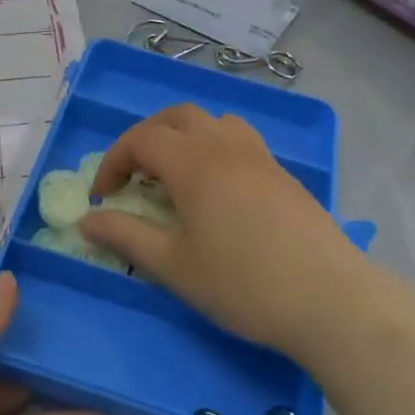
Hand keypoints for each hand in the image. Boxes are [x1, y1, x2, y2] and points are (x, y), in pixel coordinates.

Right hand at [80, 105, 387, 363]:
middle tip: (133, 176)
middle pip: (178, 117)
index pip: (142, 139)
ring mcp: (260, 157)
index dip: (113, 161)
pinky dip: (215, 148)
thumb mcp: (173, 265)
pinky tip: (217, 191)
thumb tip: (86, 220)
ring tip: (175, 176)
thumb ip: (125, 236)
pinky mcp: (283, 174)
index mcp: (195, 163)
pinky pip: (240, 140)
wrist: (329, 298)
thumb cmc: (243, 283)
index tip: (102, 197)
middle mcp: (226, 146)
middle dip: (146, 138)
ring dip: (185, 136)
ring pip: (214, 122)